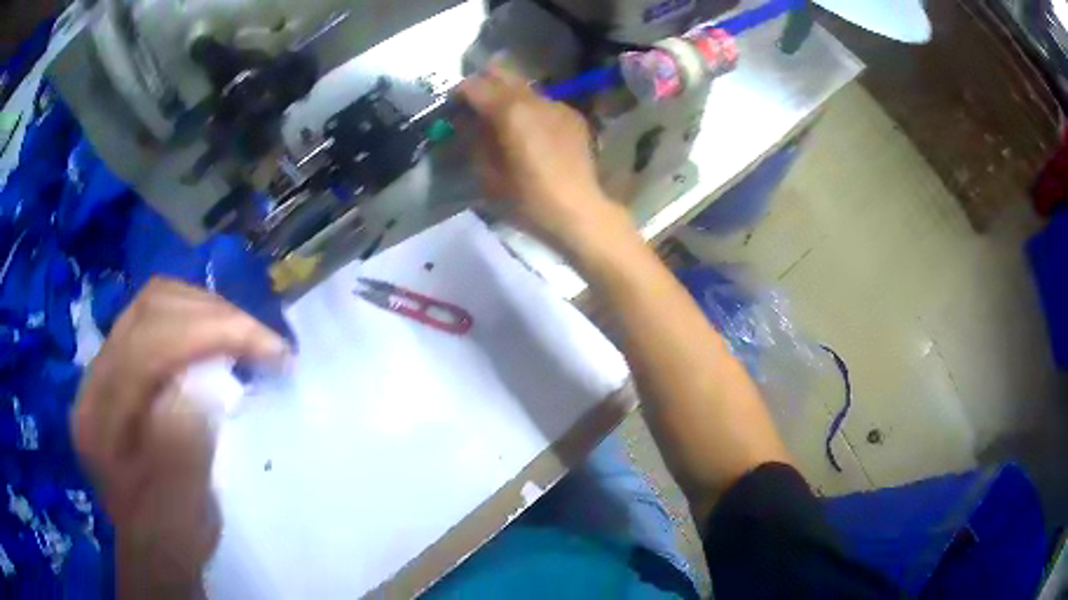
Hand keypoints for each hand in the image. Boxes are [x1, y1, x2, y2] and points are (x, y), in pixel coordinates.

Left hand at [72, 278, 288, 596]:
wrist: (152, 545)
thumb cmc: (170, 538)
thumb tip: (201, 385)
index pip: (149, 345)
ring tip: (245, 339)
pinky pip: (156, 316)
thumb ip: (182, 448)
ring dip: (206, 311)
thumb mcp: (181, 510)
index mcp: (99, 421)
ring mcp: (104, 367)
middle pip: (150, 309)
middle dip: (214, 315)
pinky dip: (194, 319)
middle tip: (264, 342)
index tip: (272, 349)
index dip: (211, 332)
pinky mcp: (119, 364)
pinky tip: (217, 342)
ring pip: (154, 302)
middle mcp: (93, 381)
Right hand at [459, 65, 628, 253]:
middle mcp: (535, 99)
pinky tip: (531, 131)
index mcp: (510, 111)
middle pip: (502, 74)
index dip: (459, 93)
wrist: (579, 211)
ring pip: (525, 86)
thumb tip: (469, 125)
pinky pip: (544, 103)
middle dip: (484, 84)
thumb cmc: (528, 200)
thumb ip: (475, 142)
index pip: (475, 85)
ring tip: (503, 118)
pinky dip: (531, 109)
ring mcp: (558, 105)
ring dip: (508, 95)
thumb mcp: (488, 175)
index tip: (452, 106)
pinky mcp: (574, 116)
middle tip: (474, 104)